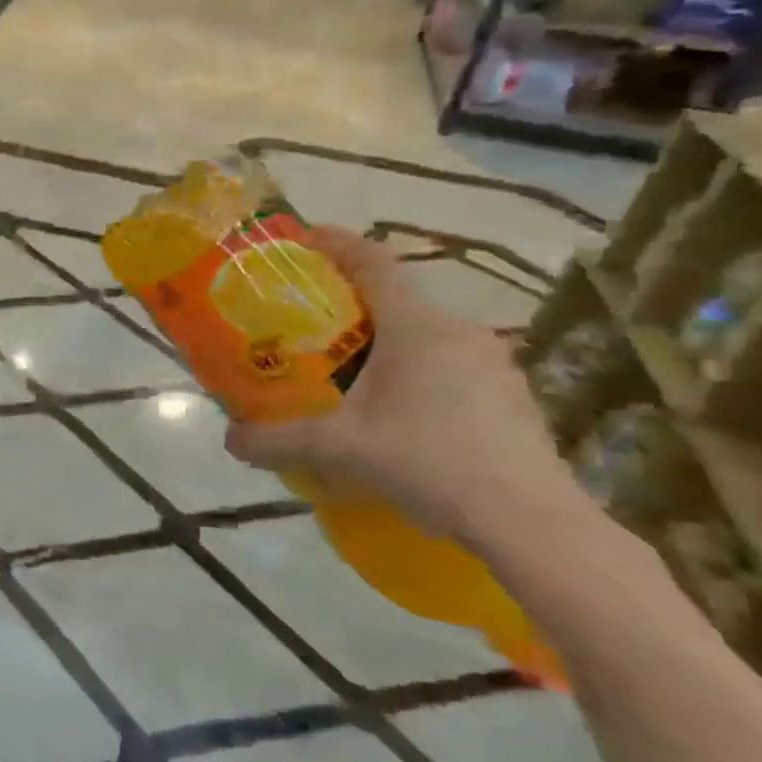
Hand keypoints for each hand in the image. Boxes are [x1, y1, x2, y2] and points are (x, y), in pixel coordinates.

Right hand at [223, 227, 592, 550]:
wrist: (532, 523)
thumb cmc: (429, 462)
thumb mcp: (339, 449)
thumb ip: (277, 441)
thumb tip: (229, 441)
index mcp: (416, 326)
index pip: (372, 261)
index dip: (336, 243)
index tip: (304, 238)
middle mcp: (458, 331)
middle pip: (396, 296)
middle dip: (351, 300)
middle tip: (311, 321)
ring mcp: (493, 363)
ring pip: (425, 332)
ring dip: (386, 338)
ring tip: (351, 368)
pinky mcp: (511, 395)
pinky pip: (451, 363)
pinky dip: (417, 369)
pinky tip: (401, 411)